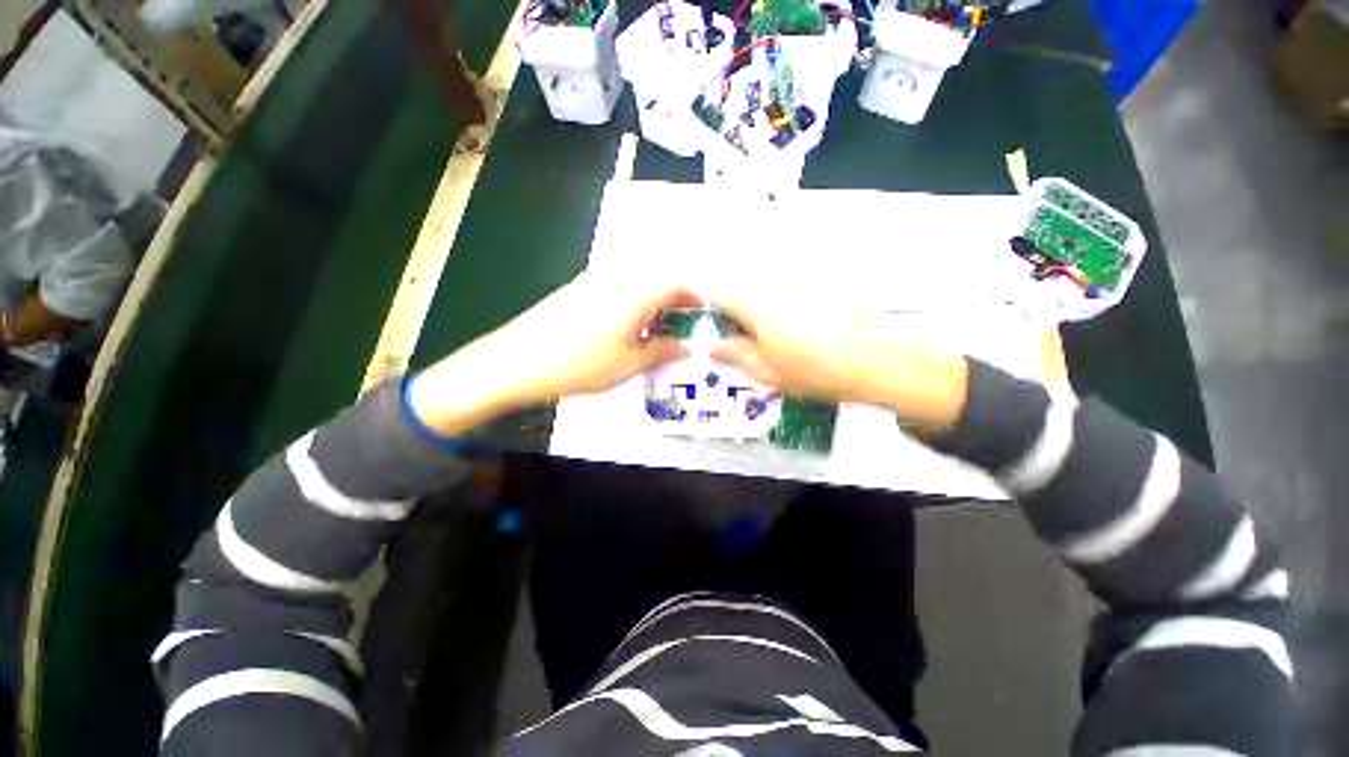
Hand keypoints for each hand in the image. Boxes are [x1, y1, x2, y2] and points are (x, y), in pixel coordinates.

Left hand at [408, 271, 695, 435]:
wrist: (516, 361)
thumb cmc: (579, 364)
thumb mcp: (630, 364)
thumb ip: (663, 351)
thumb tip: (687, 346)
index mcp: (635, 291)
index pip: (679, 280)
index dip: (698, 294)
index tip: (707, 313)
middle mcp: (617, 276)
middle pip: (659, 275)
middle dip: (678, 297)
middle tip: (686, 324)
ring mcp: (596, 279)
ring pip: (639, 280)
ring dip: (656, 300)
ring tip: (661, 328)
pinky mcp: (580, 288)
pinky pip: (620, 286)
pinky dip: (635, 301)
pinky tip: (631, 326)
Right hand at [706, 278, 877, 403]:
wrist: (877, 361)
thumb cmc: (821, 370)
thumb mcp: (768, 371)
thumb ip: (736, 356)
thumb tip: (716, 349)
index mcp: (756, 306)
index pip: (718, 294)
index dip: (709, 307)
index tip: (712, 320)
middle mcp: (777, 285)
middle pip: (744, 289)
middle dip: (740, 312)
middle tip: (749, 339)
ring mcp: (802, 281)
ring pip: (769, 289)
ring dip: (766, 309)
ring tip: (782, 337)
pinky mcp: (825, 282)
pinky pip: (795, 289)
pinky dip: (792, 305)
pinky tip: (807, 328)